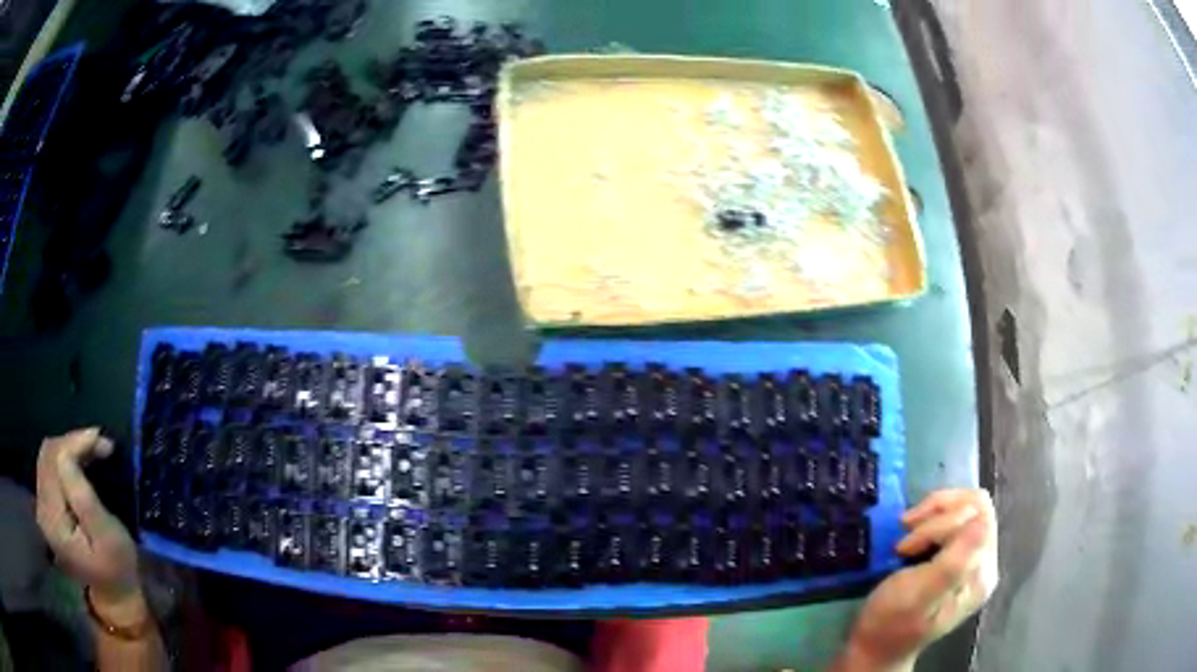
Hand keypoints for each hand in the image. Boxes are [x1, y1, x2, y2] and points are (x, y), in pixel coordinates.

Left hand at [35, 428, 141, 614]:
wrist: (113, 595)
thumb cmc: (116, 568)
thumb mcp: (108, 538)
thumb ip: (84, 499)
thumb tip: (66, 456)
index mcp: (54, 523)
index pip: (54, 464)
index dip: (74, 444)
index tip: (101, 439)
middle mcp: (41, 511)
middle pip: (48, 457)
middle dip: (71, 442)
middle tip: (99, 442)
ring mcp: (41, 508)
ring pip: (47, 457)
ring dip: (68, 447)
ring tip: (91, 448)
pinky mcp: (46, 506)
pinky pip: (49, 468)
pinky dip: (64, 457)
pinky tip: (80, 461)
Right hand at [840, 489, 998, 670]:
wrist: (876, 645)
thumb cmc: (890, 622)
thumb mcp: (917, 596)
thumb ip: (953, 563)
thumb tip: (980, 523)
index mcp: (980, 574)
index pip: (977, 517)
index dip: (940, 521)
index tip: (905, 544)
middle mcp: (985, 563)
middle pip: (976, 507)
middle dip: (938, 511)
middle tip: (905, 531)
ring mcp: (974, 559)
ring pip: (967, 507)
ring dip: (935, 512)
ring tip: (907, 530)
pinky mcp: (961, 557)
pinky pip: (958, 519)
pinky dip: (934, 518)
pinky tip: (915, 533)